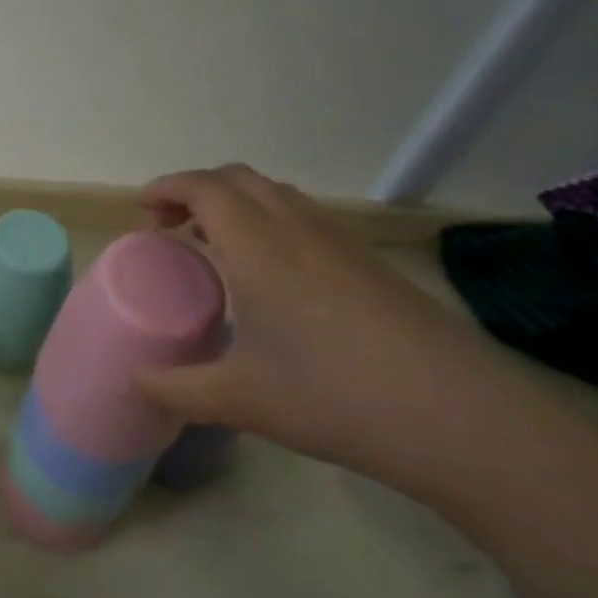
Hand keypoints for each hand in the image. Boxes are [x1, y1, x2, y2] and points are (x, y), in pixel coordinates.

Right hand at [132, 165, 527, 494]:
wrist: (463, 419)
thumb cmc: (335, 396)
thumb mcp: (239, 400)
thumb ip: (175, 389)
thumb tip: (134, 383)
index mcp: (258, 245)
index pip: (203, 188)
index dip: (166, 187)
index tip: (142, 210)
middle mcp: (298, 228)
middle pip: (238, 178)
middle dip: (197, 190)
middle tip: (174, 228)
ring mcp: (342, 243)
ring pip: (277, 195)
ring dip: (237, 204)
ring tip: (218, 246)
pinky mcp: (372, 265)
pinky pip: (306, 219)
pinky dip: (271, 223)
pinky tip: (275, 278)